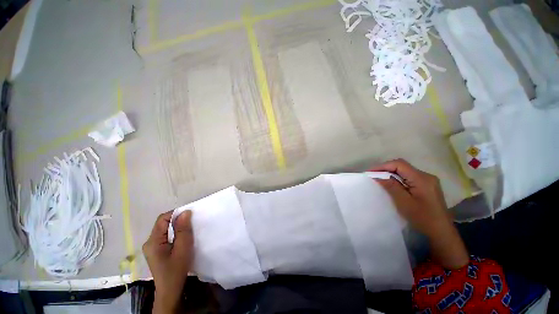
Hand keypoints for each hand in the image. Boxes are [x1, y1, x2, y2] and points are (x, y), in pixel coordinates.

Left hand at [143, 210, 193, 313]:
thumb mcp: (183, 248)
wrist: (170, 289)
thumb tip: (185, 212)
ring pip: (164, 230)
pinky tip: (181, 239)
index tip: (189, 216)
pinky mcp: (155, 250)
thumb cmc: (176, 269)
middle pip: (162, 224)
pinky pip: (165, 236)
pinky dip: (174, 233)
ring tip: (188, 231)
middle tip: (191, 224)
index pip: (162, 219)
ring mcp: (151, 247)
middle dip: (177, 221)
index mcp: (153, 241)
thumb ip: (183, 229)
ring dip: (176, 227)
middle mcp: (149, 242)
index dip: (176, 214)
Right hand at [371, 159, 448, 236]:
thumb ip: (391, 186)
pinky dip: (397, 179)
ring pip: (405, 171)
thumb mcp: (404, 202)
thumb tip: (377, 176)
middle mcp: (426, 176)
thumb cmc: (423, 218)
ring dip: (391, 174)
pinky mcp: (426, 186)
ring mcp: (427, 181)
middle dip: (385, 169)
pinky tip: (391, 185)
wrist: (441, 232)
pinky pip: (408, 177)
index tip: (370, 172)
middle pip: (402, 166)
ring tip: (379, 180)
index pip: (399, 164)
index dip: (383, 166)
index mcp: (422, 179)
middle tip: (373, 176)